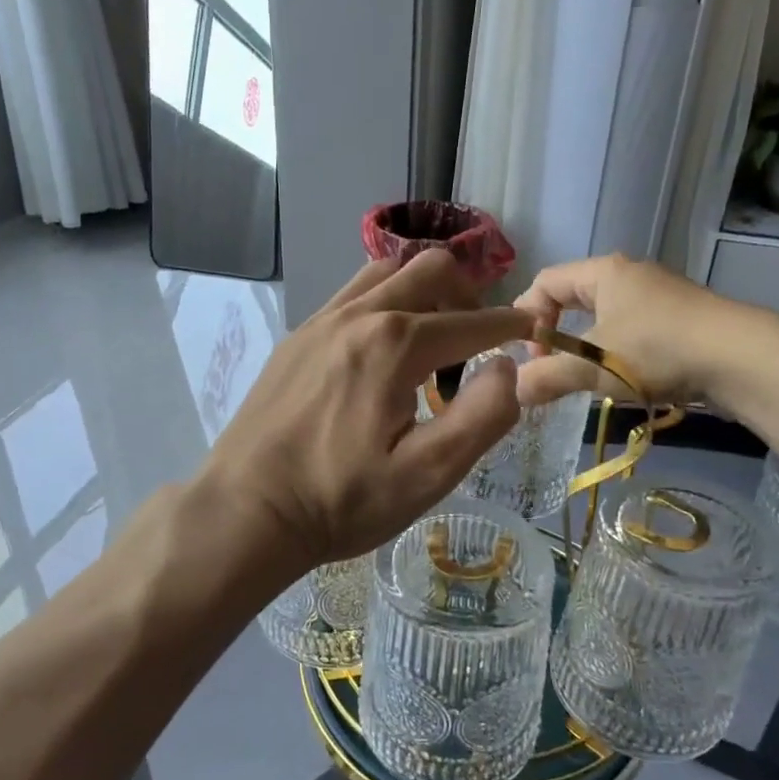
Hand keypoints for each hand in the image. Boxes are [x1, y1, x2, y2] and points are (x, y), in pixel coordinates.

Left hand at [200, 250, 533, 570]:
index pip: (472, 322)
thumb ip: (481, 417)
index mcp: (395, 345)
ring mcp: (320, 322)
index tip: (531, 331)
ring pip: (386, 273)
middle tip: (477, 339)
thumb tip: (506, 367)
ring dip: (422, 292)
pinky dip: (382, 303)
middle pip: (430, 269)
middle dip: (468, 294)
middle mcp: (358, 316)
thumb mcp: (426, 475)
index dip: (510, 326)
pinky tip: (381, 351)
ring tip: (430, 340)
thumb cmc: (340, 501)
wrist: (247, 510)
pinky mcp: (296, 338)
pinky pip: (351, 295)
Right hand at [512, 254, 759, 408]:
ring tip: (582, 378)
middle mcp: (630, 276)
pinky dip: (614, 353)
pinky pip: (631, 331)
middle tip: (548, 367)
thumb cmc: (656, 349)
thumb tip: (513, 391)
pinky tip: (621, 379)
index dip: (527, 316)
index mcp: (604, 272)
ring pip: (604, 317)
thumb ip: (547, 377)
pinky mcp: (680, 321)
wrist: (742, 358)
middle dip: (554, 334)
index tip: (528, 354)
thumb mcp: (592, 366)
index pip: (546, 282)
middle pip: (573, 298)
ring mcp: (659, 297)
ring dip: (585, 347)